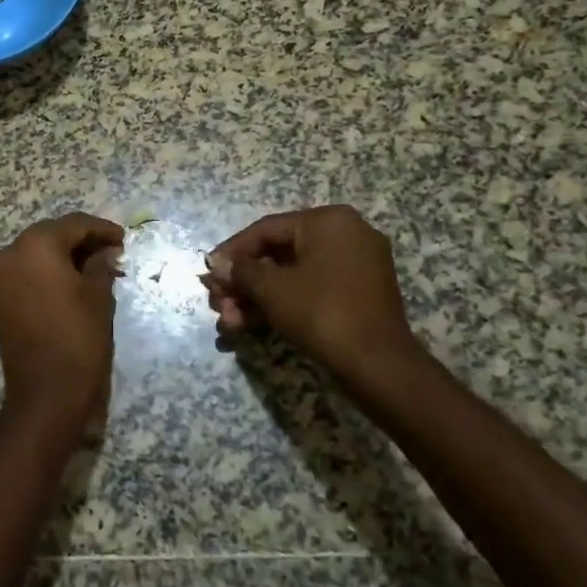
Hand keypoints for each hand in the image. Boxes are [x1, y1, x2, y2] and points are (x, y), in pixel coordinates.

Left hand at [0, 213, 125, 433]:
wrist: (46, 393)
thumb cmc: (78, 338)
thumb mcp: (98, 296)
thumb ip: (100, 265)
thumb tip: (105, 251)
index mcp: (36, 245)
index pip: (73, 224)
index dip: (101, 229)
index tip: (123, 239)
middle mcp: (11, 253)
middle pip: (50, 234)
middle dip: (80, 240)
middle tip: (110, 251)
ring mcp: (0, 277)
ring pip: (36, 252)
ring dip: (63, 255)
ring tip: (94, 267)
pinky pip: (25, 272)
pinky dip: (47, 271)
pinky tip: (71, 281)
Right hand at [202, 205, 418, 379]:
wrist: (378, 365)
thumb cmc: (321, 312)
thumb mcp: (271, 289)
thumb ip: (240, 271)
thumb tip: (217, 264)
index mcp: (328, 221)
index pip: (266, 229)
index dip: (232, 251)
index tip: (209, 271)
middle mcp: (346, 234)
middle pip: (277, 254)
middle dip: (243, 282)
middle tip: (218, 302)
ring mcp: (356, 265)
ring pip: (292, 275)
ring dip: (257, 297)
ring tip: (229, 321)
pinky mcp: (358, 293)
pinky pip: (311, 288)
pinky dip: (283, 303)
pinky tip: (250, 323)